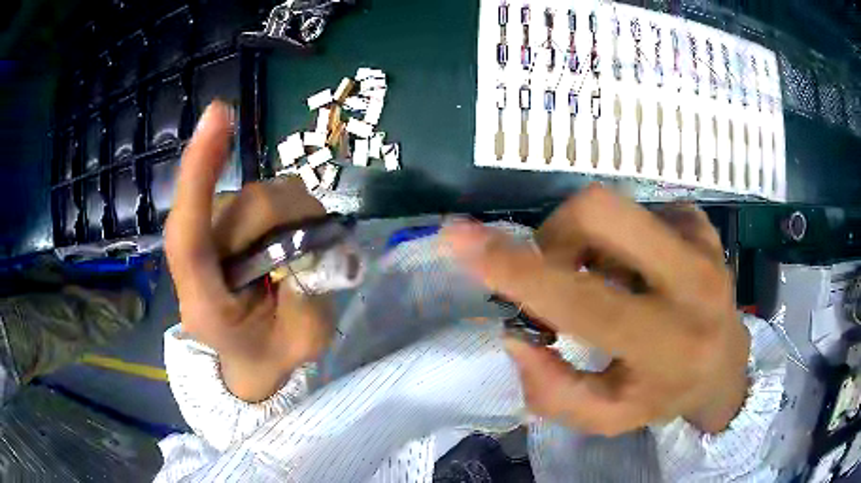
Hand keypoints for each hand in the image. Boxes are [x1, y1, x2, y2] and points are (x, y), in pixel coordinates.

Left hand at [165, 101, 331, 401]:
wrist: (249, 355)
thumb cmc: (271, 352)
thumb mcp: (303, 342)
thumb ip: (310, 299)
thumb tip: (316, 243)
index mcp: (205, 301)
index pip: (189, 234)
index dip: (200, 174)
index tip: (217, 116)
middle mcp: (199, 257)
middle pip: (246, 205)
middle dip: (291, 224)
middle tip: (310, 262)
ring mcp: (213, 232)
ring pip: (259, 193)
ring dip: (291, 219)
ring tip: (294, 258)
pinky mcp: (228, 218)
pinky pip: (265, 193)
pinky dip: (286, 211)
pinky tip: (284, 238)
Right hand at [442, 186, 749, 434]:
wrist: (726, 363)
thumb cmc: (666, 395)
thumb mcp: (607, 416)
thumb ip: (554, 391)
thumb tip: (517, 336)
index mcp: (668, 345)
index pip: (585, 301)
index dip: (518, 270)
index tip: (461, 238)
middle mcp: (692, 283)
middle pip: (600, 211)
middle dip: (556, 236)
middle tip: (559, 271)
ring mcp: (701, 242)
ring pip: (615, 206)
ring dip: (589, 243)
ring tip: (605, 280)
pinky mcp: (701, 223)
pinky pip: (639, 210)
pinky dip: (621, 239)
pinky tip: (638, 270)